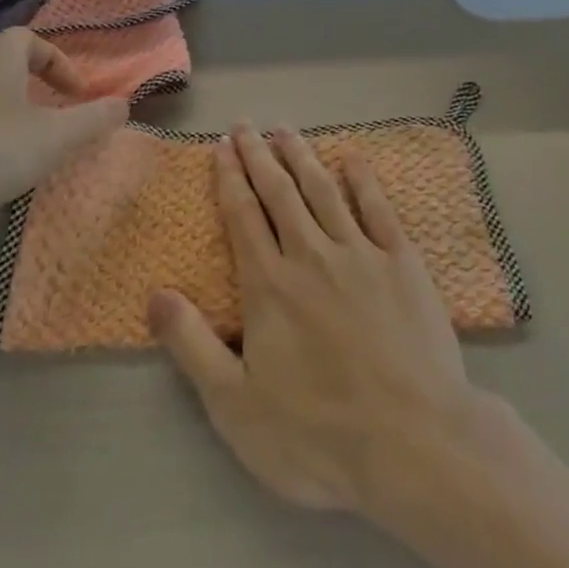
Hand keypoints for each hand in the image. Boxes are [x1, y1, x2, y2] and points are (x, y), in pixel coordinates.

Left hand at [0, 27, 126, 268]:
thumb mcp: (51, 139)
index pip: (28, 40)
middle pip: (3, 72)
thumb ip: (92, 121)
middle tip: (55, 129)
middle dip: (34, 96)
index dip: (57, 61)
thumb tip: (125, 104)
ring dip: (5, 125)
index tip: (76, 94)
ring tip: (23, 160)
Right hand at [149, 122, 482, 515]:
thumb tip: (155, 295)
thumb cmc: (318, 434)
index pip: (243, 216)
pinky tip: (352, 159)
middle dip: (259, 155)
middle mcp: (311, 255)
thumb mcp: (235, 406)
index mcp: (270, 285)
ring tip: (286, 130)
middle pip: (280, 193)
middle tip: (247, 124)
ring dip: (302, 157)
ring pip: (323, 191)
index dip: (230, 178)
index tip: (222, 146)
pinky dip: (362, 180)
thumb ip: (192, 346)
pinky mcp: (403, 263)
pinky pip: (378, 208)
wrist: (413, 443)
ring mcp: (361, 253)